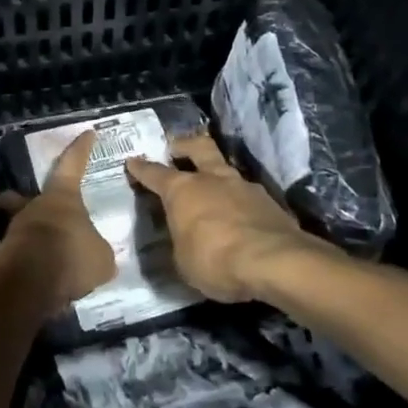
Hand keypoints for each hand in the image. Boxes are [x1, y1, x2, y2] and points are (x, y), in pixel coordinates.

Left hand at [0, 130, 116, 314]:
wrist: (29, 282)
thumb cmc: (71, 255)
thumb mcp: (100, 257)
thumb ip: (98, 251)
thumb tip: (96, 257)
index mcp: (62, 197)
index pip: (73, 164)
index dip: (81, 149)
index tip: (87, 133)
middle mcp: (35, 207)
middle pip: (25, 196)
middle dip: (23, 198)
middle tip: (25, 202)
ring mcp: (15, 231)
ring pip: (23, 228)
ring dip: (33, 238)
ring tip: (49, 258)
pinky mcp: (4, 258)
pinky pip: (21, 256)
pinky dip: (30, 264)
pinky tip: (43, 279)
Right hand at [126, 133, 324, 302]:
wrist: (275, 262)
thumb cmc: (215, 261)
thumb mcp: (183, 261)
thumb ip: (180, 242)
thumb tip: (183, 238)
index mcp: (182, 190)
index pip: (155, 174)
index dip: (141, 168)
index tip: (132, 161)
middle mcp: (212, 179)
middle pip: (198, 147)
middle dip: (184, 145)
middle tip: (176, 147)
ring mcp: (244, 187)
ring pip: (226, 170)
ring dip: (217, 176)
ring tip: (213, 191)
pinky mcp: (270, 202)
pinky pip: (248, 195)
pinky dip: (240, 202)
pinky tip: (240, 217)